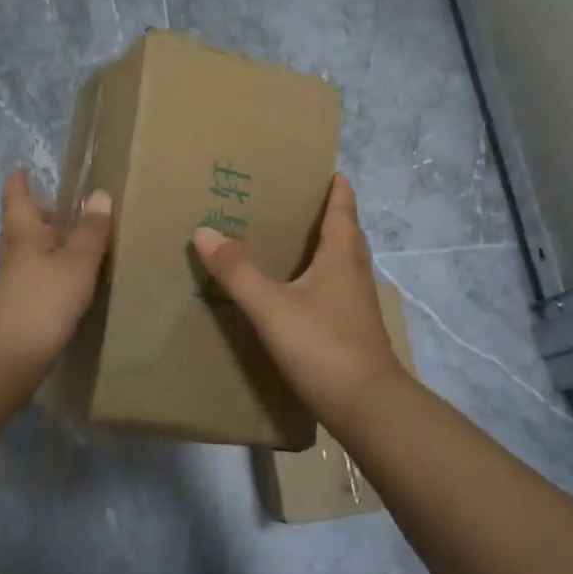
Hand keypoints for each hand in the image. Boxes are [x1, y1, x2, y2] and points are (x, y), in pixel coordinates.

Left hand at [0, 169, 112, 377]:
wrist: (8, 356)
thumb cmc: (44, 298)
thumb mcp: (77, 261)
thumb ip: (90, 231)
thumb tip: (99, 194)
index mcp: (24, 235)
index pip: (18, 201)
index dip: (18, 185)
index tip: (19, 170)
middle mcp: (14, 256)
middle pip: (16, 229)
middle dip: (29, 216)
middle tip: (46, 205)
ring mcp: (12, 286)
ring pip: (23, 256)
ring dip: (38, 246)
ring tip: (61, 243)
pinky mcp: (18, 312)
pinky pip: (32, 282)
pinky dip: (45, 274)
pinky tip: (62, 283)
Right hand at [191, 172, 406, 422]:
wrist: (367, 407)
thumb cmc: (323, 345)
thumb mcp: (271, 307)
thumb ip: (238, 271)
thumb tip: (205, 231)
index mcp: (342, 255)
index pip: (343, 206)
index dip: (335, 184)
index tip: (320, 165)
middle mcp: (354, 272)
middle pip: (344, 231)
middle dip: (322, 211)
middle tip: (288, 199)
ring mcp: (356, 303)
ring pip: (339, 261)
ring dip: (319, 245)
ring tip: (284, 238)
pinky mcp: (351, 328)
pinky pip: (333, 288)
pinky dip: (315, 276)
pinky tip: (292, 289)